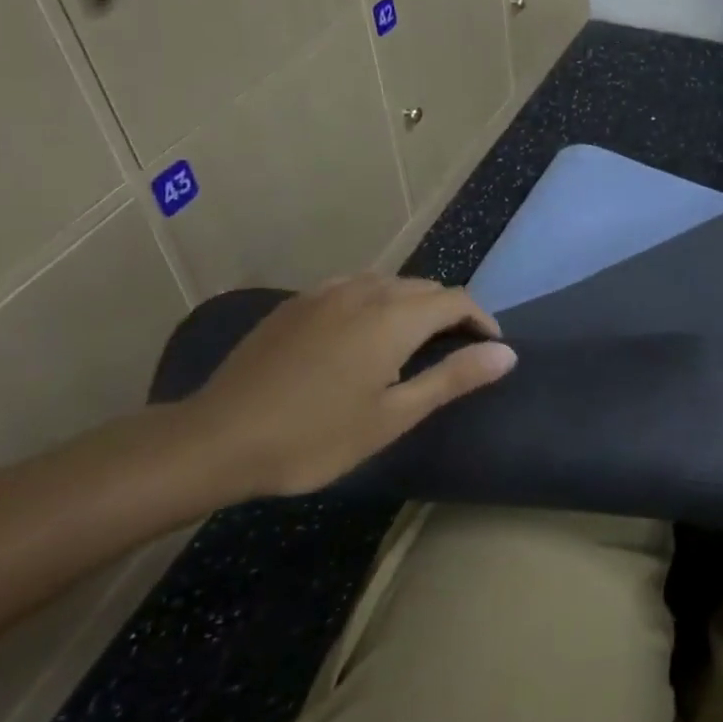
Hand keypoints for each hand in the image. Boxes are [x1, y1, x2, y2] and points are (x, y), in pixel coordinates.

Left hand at [179, 275, 515, 499]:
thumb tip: (506, 353)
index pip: (456, 300)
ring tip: (412, 344)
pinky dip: (377, 302)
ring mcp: (326, 292)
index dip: (481, 320)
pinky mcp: (298, 303)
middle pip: (425, 287)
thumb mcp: (393, 416)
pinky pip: (355, 287)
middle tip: (453, 354)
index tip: (489, 350)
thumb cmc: (314, 436)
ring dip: (413, 305)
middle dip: (449, 312)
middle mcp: (365, 290)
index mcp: (394, 317)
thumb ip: (453, 378)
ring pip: (390, 283)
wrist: (216, 439)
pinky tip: (362, 335)